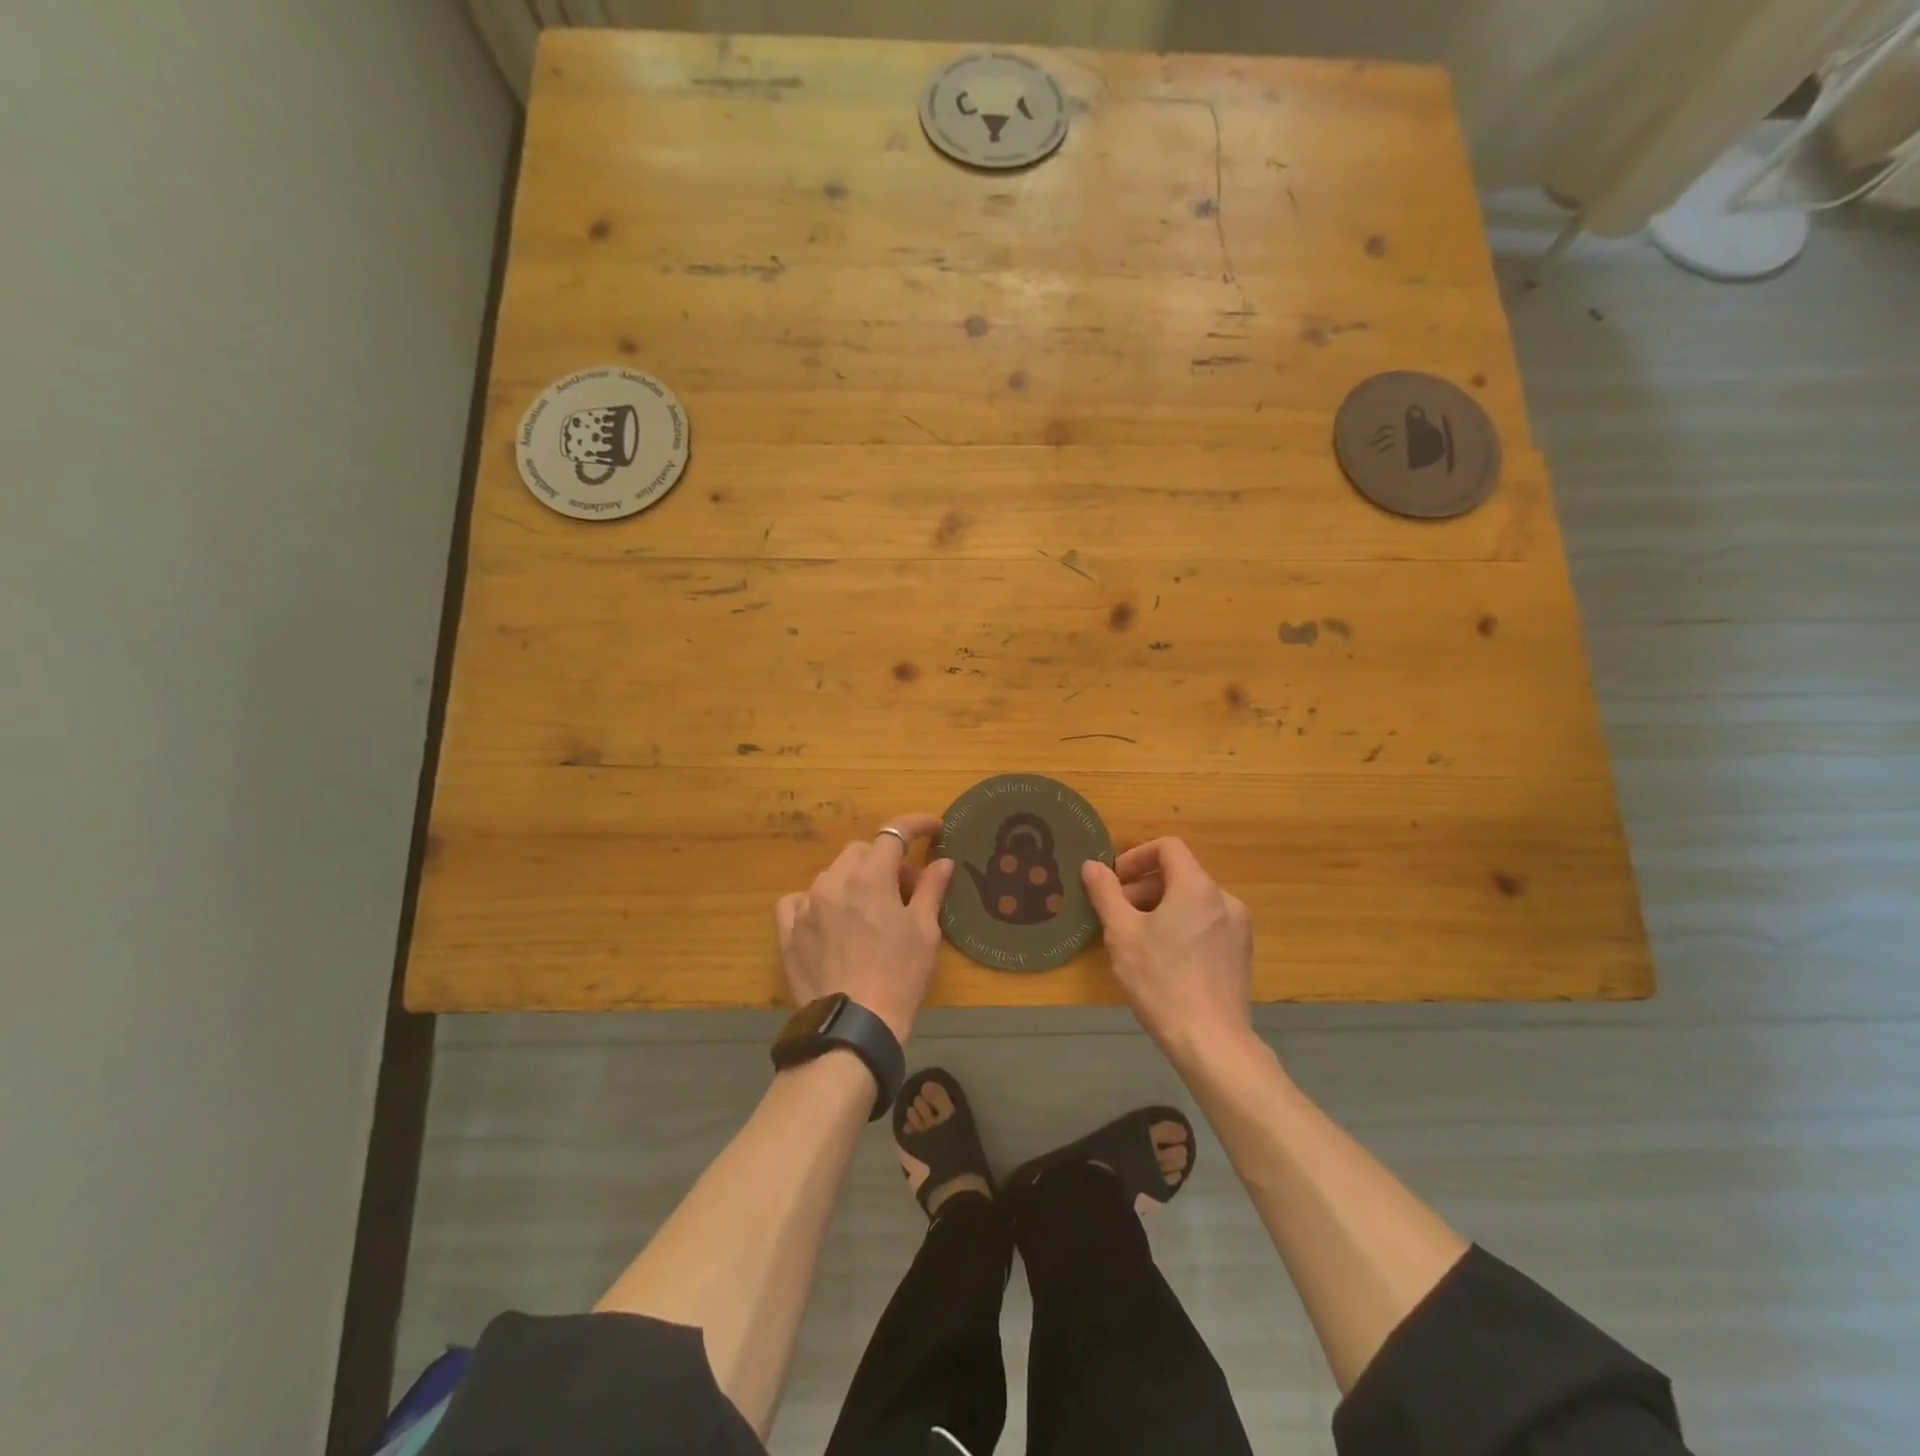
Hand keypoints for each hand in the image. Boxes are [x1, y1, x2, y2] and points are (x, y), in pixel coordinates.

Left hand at [775, 813, 955, 1044]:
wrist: (853, 1027)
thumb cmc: (899, 977)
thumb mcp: (924, 932)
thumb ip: (931, 889)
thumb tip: (942, 862)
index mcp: (870, 876)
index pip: (894, 833)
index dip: (916, 825)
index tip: (934, 829)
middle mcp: (833, 881)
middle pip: (862, 852)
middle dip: (885, 862)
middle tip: (905, 890)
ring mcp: (806, 905)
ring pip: (832, 875)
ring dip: (854, 881)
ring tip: (870, 912)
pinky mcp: (787, 931)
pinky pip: (799, 901)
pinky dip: (817, 902)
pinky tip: (829, 920)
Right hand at [1082, 838, 1254, 1061]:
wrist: (1211, 1042)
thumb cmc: (1161, 981)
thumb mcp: (1122, 934)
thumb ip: (1106, 893)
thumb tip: (1092, 865)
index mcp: (1197, 887)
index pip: (1168, 847)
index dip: (1136, 856)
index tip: (1115, 881)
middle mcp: (1224, 899)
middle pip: (1180, 874)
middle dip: (1144, 886)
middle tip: (1118, 913)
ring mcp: (1238, 928)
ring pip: (1193, 901)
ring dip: (1162, 907)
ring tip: (1137, 938)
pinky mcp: (1241, 953)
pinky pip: (1207, 924)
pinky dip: (1183, 926)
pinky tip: (1164, 959)